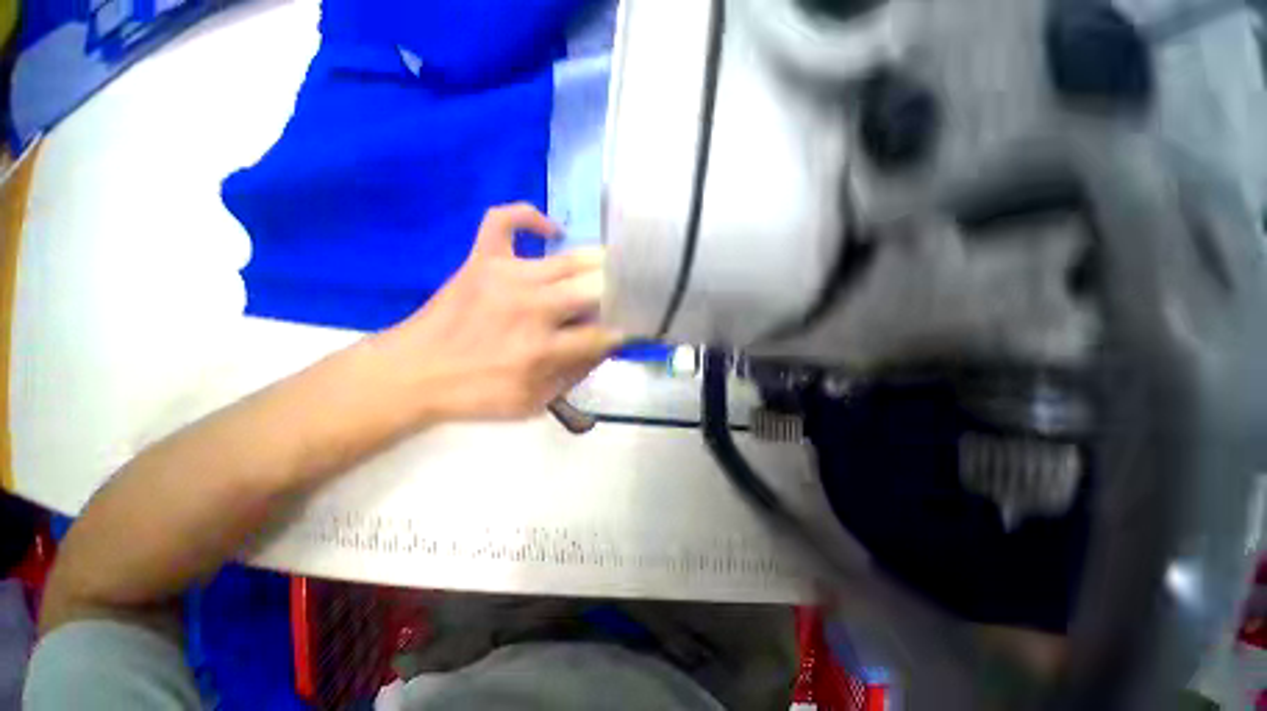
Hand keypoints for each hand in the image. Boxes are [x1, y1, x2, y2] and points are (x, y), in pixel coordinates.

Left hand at [378, 203, 621, 421]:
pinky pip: (505, 220)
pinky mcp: (481, 259)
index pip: (602, 334)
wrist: (412, 373)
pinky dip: (530, 216)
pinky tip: (549, 230)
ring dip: (597, 263)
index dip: (625, 330)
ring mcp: (506, 276)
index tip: (636, 326)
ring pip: (569, 259)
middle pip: (594, 289)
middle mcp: (532, 308)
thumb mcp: (532, 403)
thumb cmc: (476, 394)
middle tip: (628, 294)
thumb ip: (573, 375)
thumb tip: (603, 347)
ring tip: (609, 267)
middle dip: (619, 292)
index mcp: (543, 350)